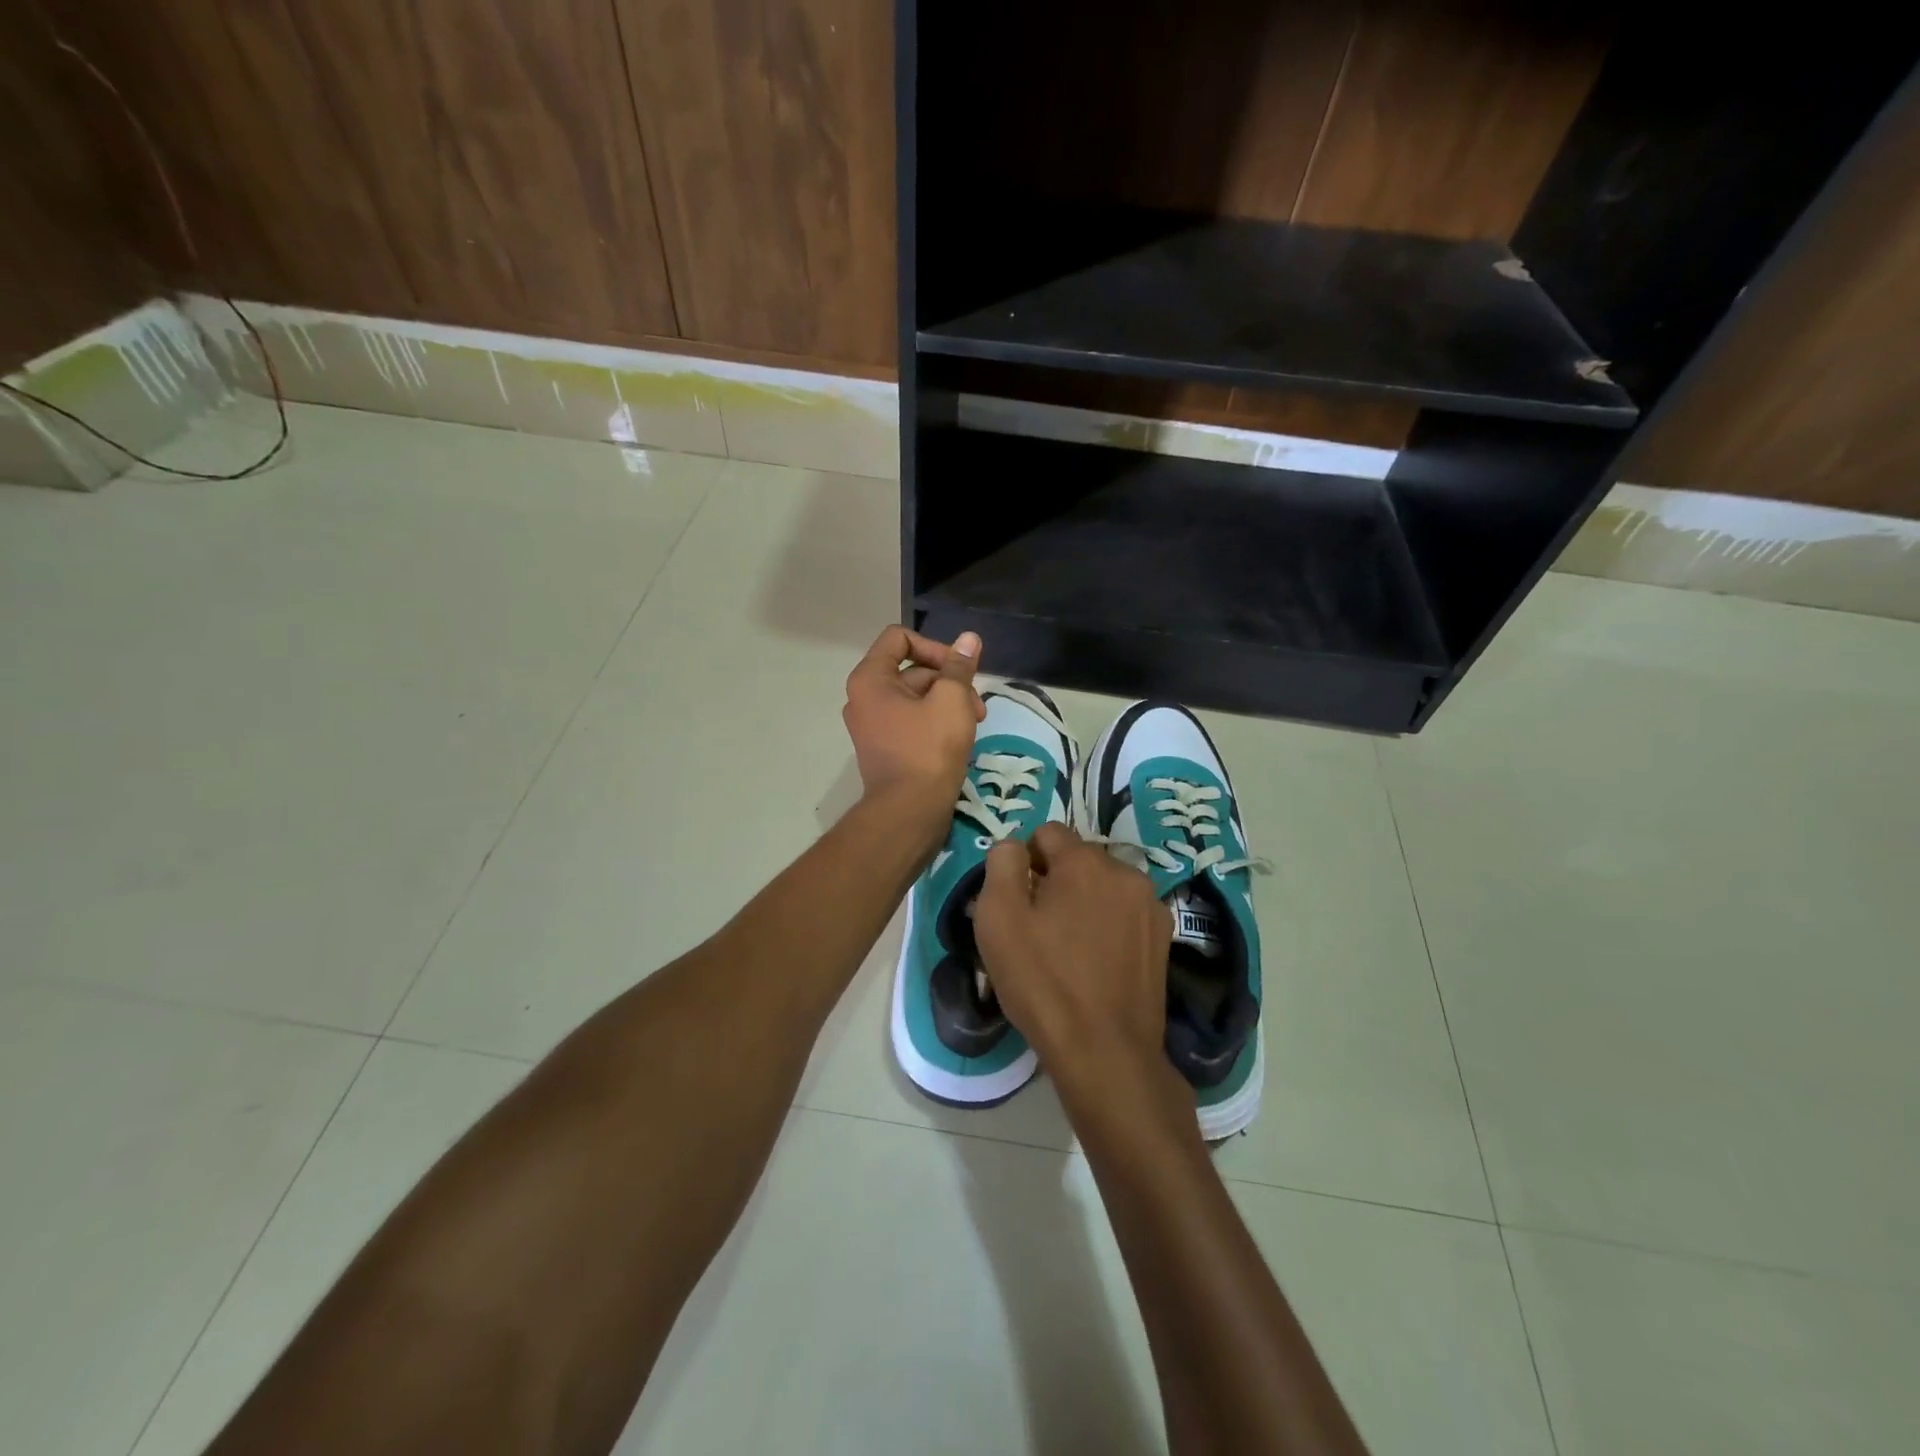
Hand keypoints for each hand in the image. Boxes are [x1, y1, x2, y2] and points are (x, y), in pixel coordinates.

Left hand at [841, 626, 984, 825]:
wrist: (910, 811)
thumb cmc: (929, 750)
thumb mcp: (952, 700)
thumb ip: (960, 666)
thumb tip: (968, 638)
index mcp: (870, 679)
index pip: (899, 638)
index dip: (934, 647)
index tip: (959, 670)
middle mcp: (863, 697)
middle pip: (911, 669)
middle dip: (949, 681)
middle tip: (977, 706)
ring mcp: (872, 725)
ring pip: (916, 697)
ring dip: (948, 703)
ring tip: (974, 723)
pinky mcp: (884, 747)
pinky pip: (911, 721)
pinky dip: (935, 722)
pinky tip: (960, 738)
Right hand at [973, 823, 1172, 1098]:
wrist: (1105, 1052)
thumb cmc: (1043, 982)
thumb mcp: (998, 918)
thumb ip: (1001, 864)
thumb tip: (1014, 847)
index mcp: (1085, 862)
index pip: (1047, 833)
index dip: (1024, 861)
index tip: (1016, 901)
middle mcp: (1125, 872)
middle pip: (1078, 860)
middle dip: (1055, 881)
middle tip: (1037, 928)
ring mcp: (1151, 906)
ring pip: (1103, 886)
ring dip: (1083, 903)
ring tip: (1068, 949)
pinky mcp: (1164, 938)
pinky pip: (1124, 914)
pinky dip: (1107, 926)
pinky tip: (1096, 963)